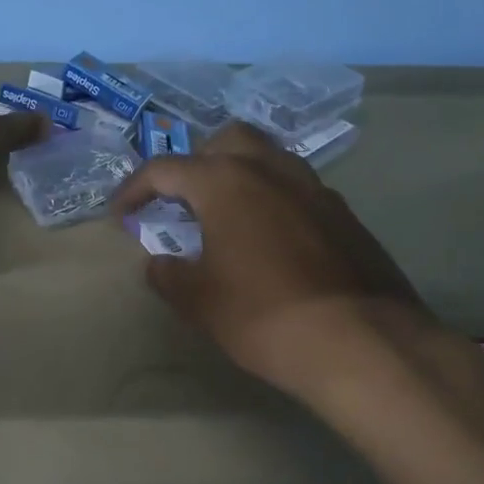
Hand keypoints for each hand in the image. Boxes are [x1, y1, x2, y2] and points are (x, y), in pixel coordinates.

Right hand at [110, 124, 476, 405]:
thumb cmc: (265, 316)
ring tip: (227, 215)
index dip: (135, 189)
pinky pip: (298, 189)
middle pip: (226, 140)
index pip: (165, 168)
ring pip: (269, 158)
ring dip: (240, 174)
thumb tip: (159, 263)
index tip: (120, 214)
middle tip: (183, 199)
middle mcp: (270, 169)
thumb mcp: (200, 302)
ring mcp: (314, 188)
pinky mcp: (343, 214)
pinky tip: (272, 240)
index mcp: (226, 181)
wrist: (363, 343)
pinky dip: (274, 200)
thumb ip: (169, 275)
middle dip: (197, 161)